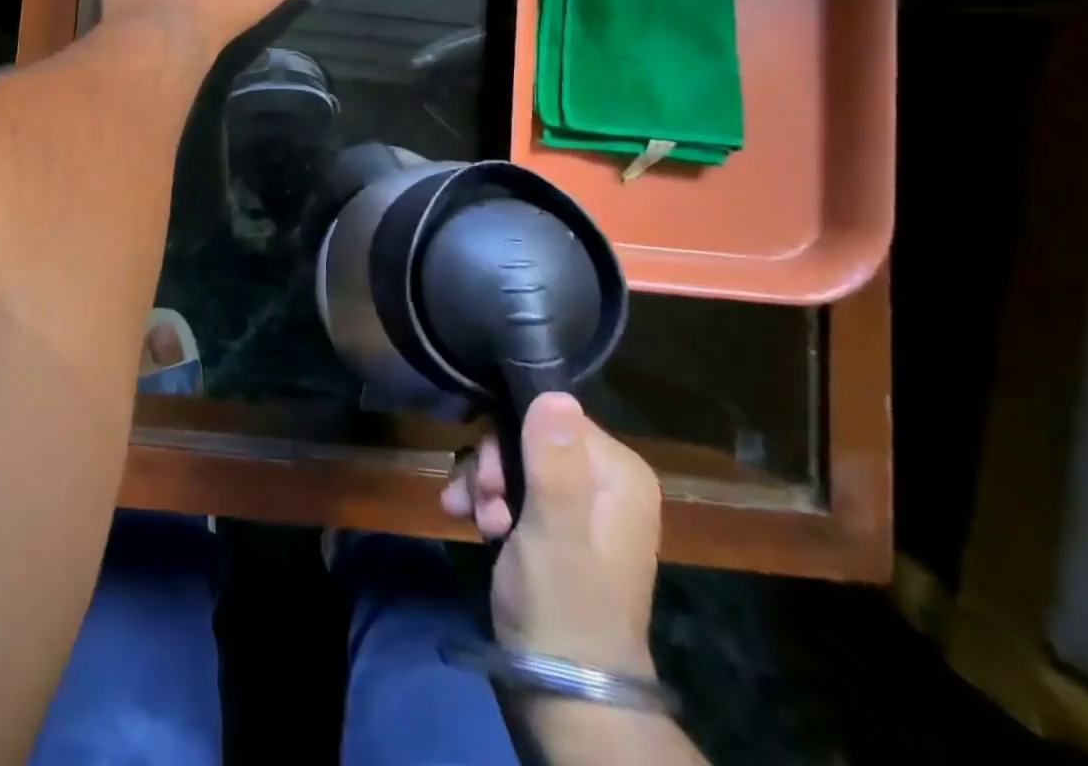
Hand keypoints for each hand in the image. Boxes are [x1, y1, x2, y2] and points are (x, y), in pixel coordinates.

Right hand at [441, 393, 660, 676]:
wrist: (563, 695)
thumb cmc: (564, 608)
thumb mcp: (555, 533)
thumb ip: (554, 464)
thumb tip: (554, 392)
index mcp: (618, 472)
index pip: (550, 414)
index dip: (510, 437)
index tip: (491, 480)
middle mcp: (603, 478)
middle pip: (526, 434)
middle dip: (492, 466)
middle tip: (482, 504)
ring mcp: (578, 501)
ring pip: (511, 458)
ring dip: (483, 484)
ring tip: (474, 519)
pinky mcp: (552, 521)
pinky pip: (510, 485)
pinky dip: (485, 499)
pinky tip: (469, 520)